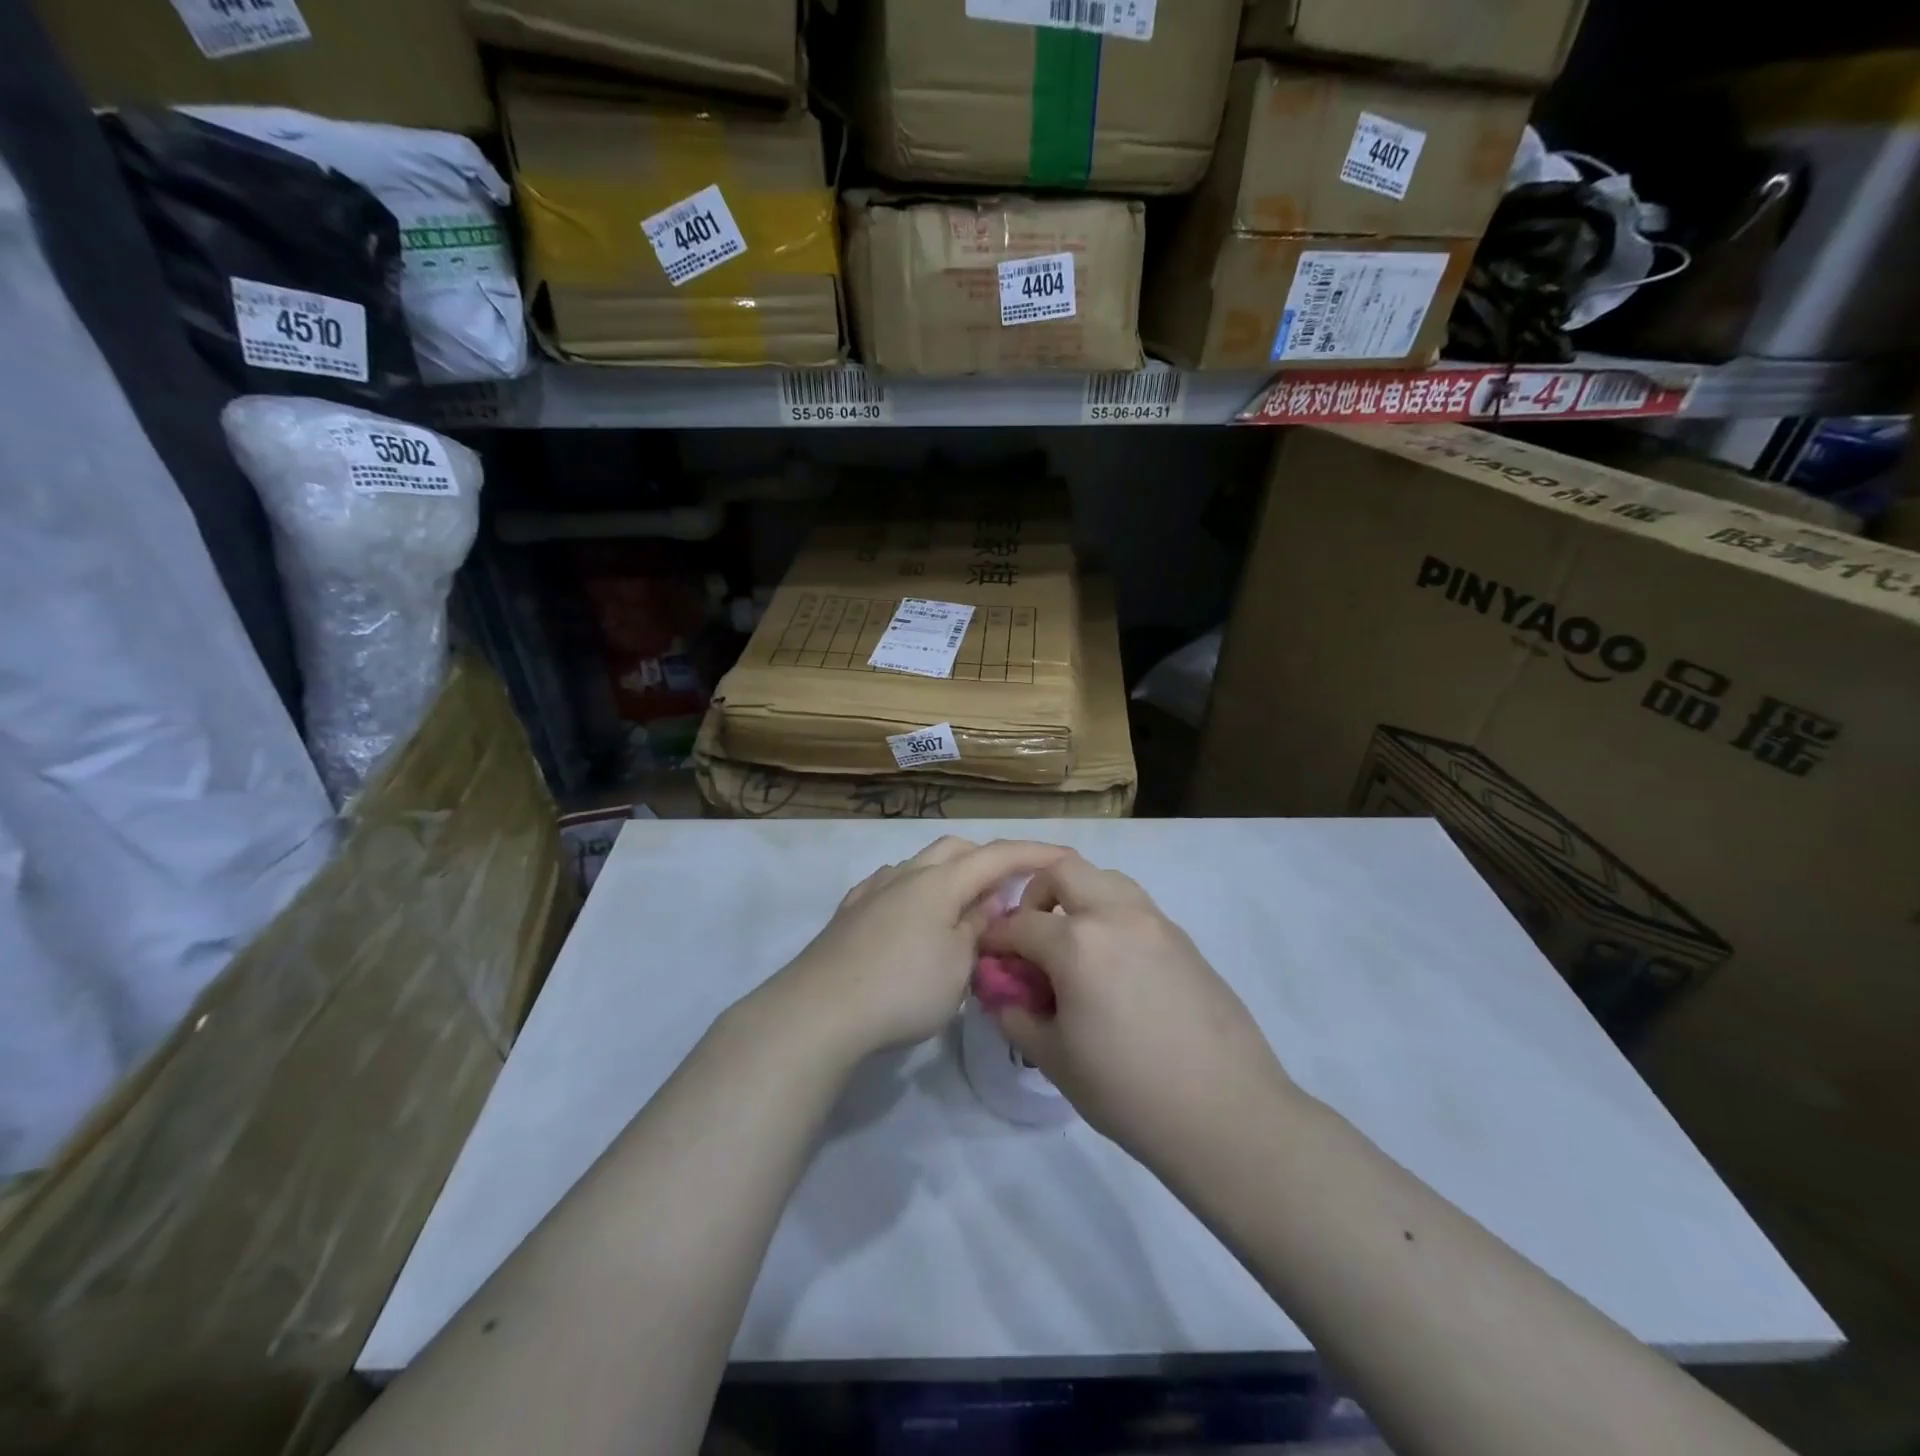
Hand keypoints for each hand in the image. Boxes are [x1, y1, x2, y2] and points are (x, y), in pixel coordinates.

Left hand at [772, 836, 1072, 1062]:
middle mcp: (907, 874)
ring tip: (964, 909)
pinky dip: (918, 892)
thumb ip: (978, 927)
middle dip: (988, 860)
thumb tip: (989, 902)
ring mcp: (874, 890)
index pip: (998, 856)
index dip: (1035, 853)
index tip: (1066, 856)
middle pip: (956, 849)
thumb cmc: (902, 989)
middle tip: (1010, 890)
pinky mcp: (851, 912)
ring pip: (922, 865)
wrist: (819, 1011)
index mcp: (940, 882)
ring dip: (951, 876)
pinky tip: (914, 916)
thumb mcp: (958, 966)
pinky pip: (894, 885)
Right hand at [981, 854, 1295, 1173]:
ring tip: (1073, 944)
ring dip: (1078, 896)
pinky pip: (1136, 906)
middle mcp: (1116, 915)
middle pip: (1063, 870)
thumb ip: (1018, 1016)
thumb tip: (1003, 995)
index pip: (1019, 923)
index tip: (989, 957)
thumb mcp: (1055, 1059)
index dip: (996, 939)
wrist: (1226, 1112)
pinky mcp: (1184, 939)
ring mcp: (1156, 922)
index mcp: (1077, 943)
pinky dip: (1111, 916)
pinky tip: (1113, 966)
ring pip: (1105, 878)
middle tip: (1031, 935)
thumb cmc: (1128, 1091)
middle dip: (1035, 894)